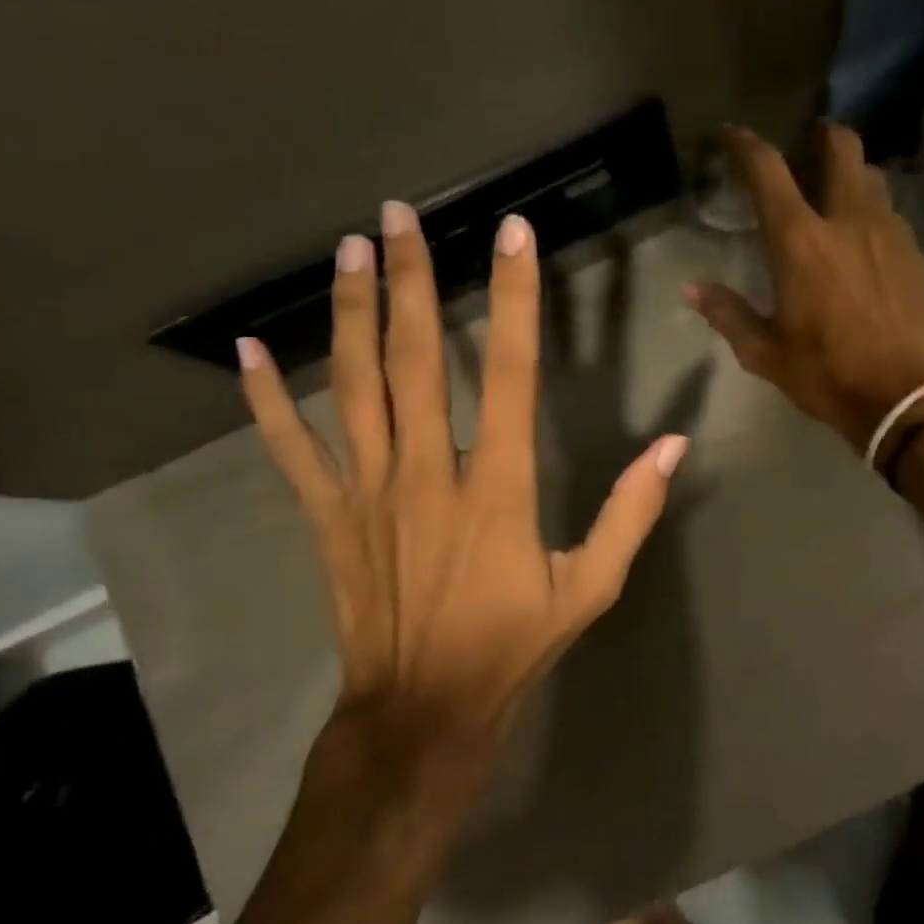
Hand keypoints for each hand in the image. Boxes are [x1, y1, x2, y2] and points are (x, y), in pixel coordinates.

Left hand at [238, 203, 686, 811]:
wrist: (422, 709)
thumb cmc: (512, 645)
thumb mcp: (590, 587)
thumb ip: (631, 513)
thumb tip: (674, 446)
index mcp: (496, 488)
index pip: (509, 373)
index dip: (515, 299)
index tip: (513, 236)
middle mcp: (426, 473)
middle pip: (413, 359)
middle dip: (409, 279)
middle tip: (399, 213)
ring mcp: (367, 492)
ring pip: (353, 386)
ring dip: (350, 313)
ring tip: (350, 249)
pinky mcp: (327, 516)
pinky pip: (290, 449)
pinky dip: (267, 399)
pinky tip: (249, 350)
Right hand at [686, 123, 923, 448]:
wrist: (910, 395)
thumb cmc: (829, 374)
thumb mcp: (767, 354)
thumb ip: (729, 314)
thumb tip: (692, 290)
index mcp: (800, 241)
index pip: (768, 171)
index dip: (745, 144)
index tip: (732, 134)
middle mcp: (847, 219)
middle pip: (840, 146)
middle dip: (820, 135)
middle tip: (805, 144)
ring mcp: (889, 231)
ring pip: (871, 175)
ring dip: (851, 173)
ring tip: (836, 193)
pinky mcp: (916, 251)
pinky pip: (891, 212)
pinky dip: (872, 209)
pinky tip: (864, 238)